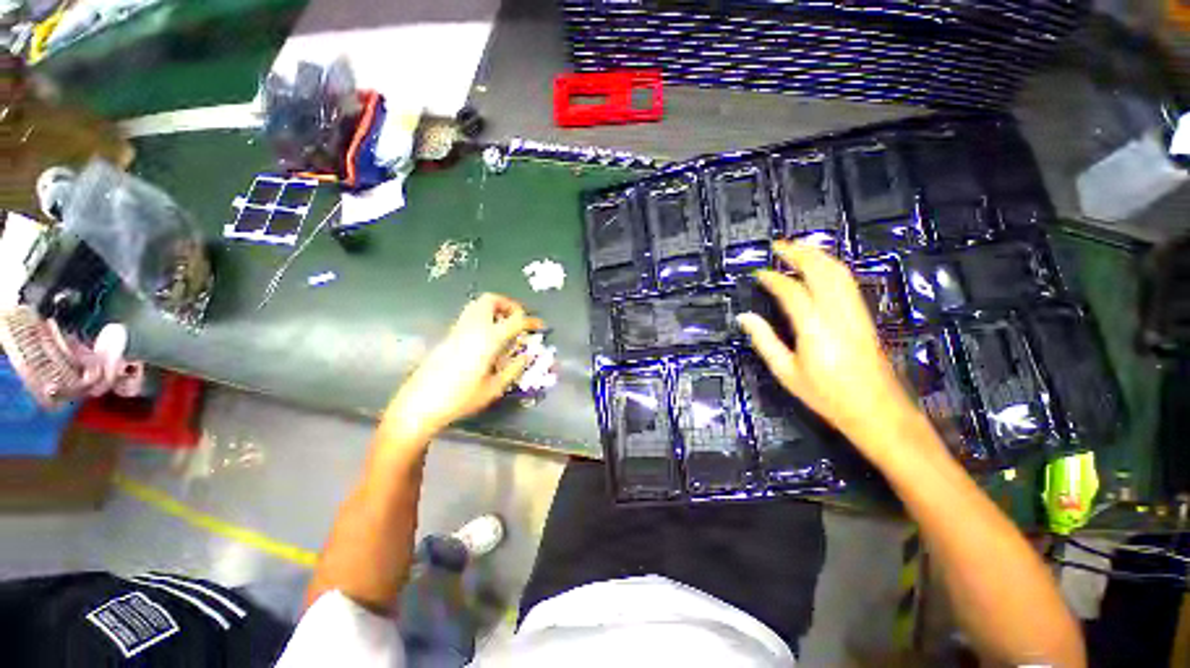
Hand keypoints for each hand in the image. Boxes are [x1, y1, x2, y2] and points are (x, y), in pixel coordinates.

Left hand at [382, 294, 543, 441]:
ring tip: (505, 327)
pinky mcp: (448, 337)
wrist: (420, 404)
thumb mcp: (494, 387)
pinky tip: (488, 338)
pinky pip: (469, 317)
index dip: (530, 321)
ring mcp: (457, 330)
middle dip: (508, 305)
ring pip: (477, 305)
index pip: (514, 321)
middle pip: (490, 300)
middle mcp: (471, 328)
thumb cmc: (460, 399)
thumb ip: (513, 369)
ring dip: (494, 309)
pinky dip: (484, 318)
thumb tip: (527, 356)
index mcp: (487, 340)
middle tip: (518, 320)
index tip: (540, 326)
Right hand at [736, 240, 922, 459]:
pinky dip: (831, 267)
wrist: (876, 410)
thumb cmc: (825, 395)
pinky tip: (821, 266)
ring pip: (838, 272)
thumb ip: (764, 341)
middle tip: (778, 245)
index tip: (758, 273)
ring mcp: (855, 312)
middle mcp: (837, 313)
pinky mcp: (864, 315)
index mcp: (814, 328)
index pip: (792, 291)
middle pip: (820, 271)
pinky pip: (848, 281)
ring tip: (797, 247)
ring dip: (817, 255)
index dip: (773, 278)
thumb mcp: (786, 372)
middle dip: (799, 253)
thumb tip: (744, 317)